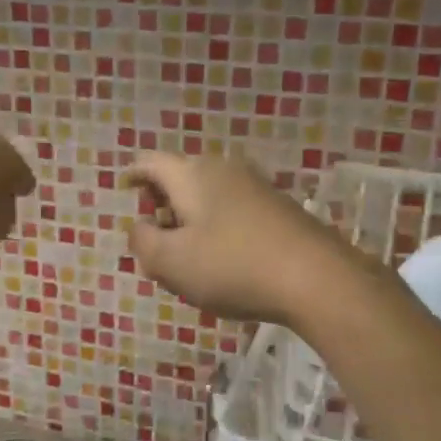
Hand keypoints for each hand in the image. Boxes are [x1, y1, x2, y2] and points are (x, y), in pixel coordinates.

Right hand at [123, 153, 370, 324]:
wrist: (316, 277)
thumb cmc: (232, 267)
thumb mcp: (171, 263)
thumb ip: (143, 243)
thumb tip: (139, 227)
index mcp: (192, 174)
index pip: (151, 162)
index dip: (133, 174)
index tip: (124, 187)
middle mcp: (223, 169)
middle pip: (181, 176)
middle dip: (162, 202)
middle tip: (154, 236)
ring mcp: (256, 186)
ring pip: (209, 194)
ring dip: (191, 217)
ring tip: (187, 254)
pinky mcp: (279, 207)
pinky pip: (233, 208)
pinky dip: (217, 225)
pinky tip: (224, 258)